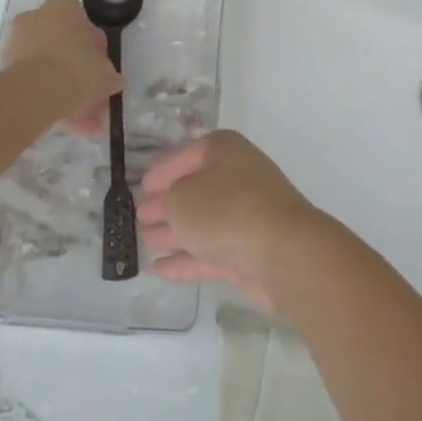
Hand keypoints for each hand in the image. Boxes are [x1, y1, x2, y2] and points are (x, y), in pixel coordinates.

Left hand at [0, 0, 119, 138]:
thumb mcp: (105, 73)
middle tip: (92, 97)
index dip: (95, 49)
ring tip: (82, 123)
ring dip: (64, 91)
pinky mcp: (3, 69)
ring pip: (47, 68)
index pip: (83, 23)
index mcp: (63, 7)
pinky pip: (33, 82)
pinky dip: (48, 100)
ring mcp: (16, 43)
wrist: (34, 93)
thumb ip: (109, 75)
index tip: (101, 69)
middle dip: (78, 73)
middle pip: (62, 46)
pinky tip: (65, 125)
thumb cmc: (76, 69)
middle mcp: (37, 17)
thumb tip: (112, 81)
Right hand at [138, 131, 329, 309]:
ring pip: (201, 222)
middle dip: (166, 205)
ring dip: (173, 233)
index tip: (139, 188)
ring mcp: (245, 215)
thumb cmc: (227, 209)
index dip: (160, 171)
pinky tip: (158, 270)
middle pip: (193, 189)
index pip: (184, 155)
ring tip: (143, 243)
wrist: (283, 252)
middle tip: (138, 219)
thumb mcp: (181, 199)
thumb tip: (158, 205)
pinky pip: (210, 251)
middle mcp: (235, 176)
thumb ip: (164, 202)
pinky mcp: (248, 251)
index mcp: (222, 149)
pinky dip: (185, 259)